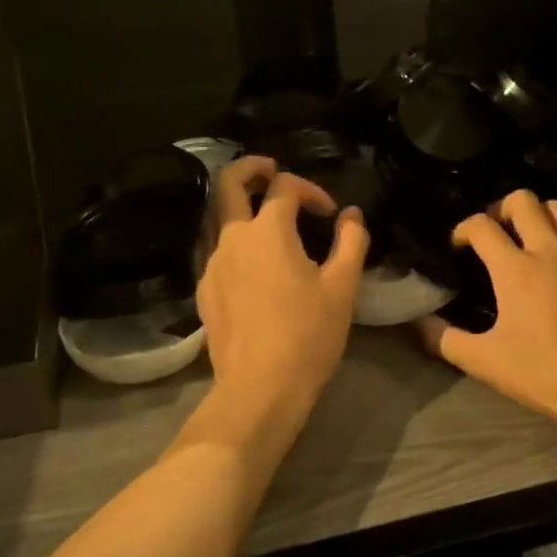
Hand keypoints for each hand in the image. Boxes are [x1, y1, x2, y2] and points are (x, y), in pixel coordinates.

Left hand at [197, 157, 367, 413]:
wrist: (260, 389)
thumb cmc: (308, 334)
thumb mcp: (342, 287)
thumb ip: (351, 241)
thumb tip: (352, 215)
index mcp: (268, 231)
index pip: (285, 186)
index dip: (311, 189)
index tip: (331, 213)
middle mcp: (232, 238)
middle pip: (229, 183)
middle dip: (252, 168)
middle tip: (272, 170)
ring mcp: (212, 265)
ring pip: (218, 217)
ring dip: (241, 206)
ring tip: (267, 220)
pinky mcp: (204, 290)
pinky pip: (215, 250)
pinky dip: (234, 241)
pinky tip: (254, 264)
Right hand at [418, 189, 556, 436]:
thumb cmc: (545, 374)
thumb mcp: (485, 362)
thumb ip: (444, 339)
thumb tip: (417, 323)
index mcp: (515, 270)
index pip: (481, 226)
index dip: (463, 229)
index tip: (459, 245)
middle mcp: (549, 250)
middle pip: (522, 201)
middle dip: (501, 208)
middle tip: (496, 232)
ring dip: (539, 213)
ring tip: (531, 234)